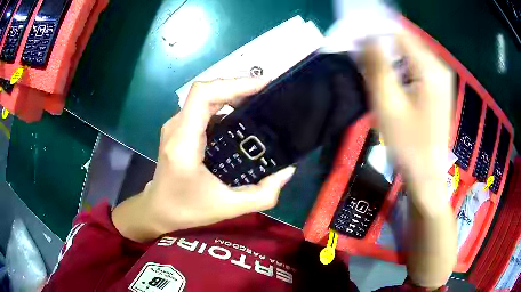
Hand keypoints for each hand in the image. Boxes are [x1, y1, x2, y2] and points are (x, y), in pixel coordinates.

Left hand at [113, 78, 294, 241]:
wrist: (158, 209)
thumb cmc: (187, 209)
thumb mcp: (228, 208)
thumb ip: (262, 194)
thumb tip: (287, 170)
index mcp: (184, 143)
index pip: (203, 95)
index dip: (233, 83)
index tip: (262, 85)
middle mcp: (176, 127)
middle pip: (206, 91)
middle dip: (238, 86)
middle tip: (267, 92)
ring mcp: (175, 126)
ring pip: (204, 96)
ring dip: (231, 93)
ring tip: (259, 99)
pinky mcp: (179, 128)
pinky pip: (202, 107)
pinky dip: (224, 103)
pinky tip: (241, 112)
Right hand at [360, 31, 456, 287]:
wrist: (427, 174)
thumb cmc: (407, 144)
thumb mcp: (387, 103)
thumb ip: (375, 64)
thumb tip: (362, 35)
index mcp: (429, 68)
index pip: (397, 31)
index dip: (372, 30)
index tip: (353, 38)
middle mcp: (438, 66)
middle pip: (403, 40)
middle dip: (379, 43)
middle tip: (359, 57)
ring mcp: (439, 76)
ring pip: (407, 52)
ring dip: (387, 56)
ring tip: (372, 71)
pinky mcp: (437, 86)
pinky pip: (414, 65)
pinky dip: (398, 66)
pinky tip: (389, 81)